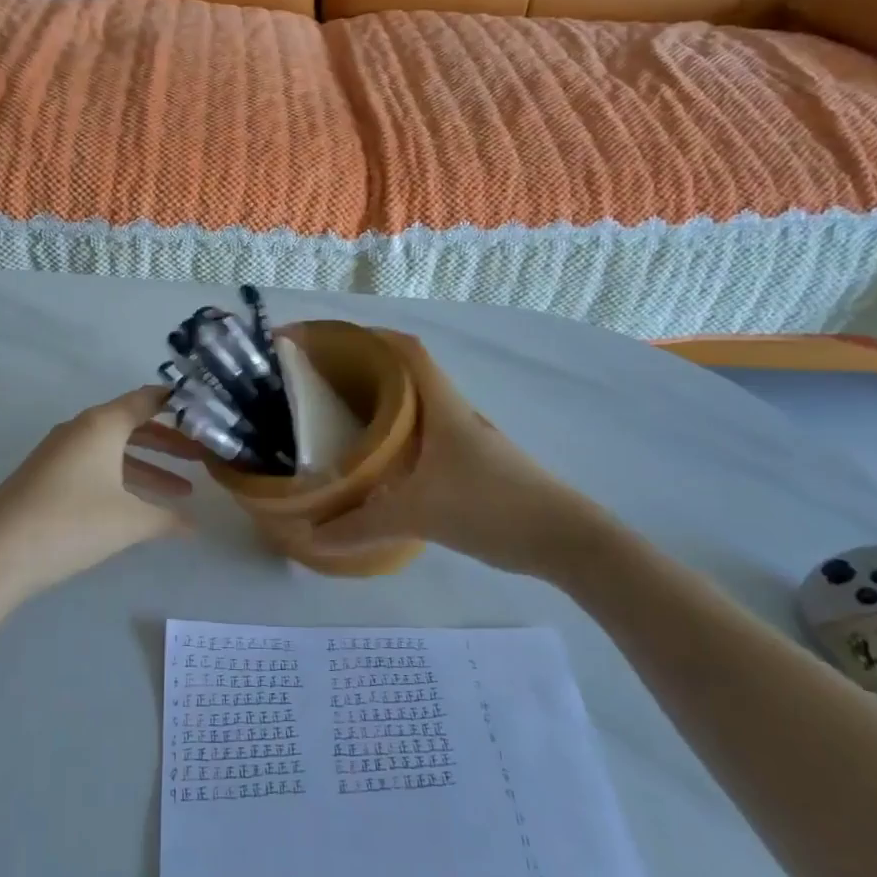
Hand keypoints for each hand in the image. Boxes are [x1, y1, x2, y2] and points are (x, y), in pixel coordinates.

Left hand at [0, 386, 201, 602]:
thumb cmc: (72, 523)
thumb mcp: (129, 521)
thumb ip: (166, 518)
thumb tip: (194, 526)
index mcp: (102, 424)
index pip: (148, 400)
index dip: (178, 404)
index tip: (206, 411)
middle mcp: (81, 429)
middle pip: (134, 425)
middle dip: (170, 443)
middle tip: (202, 458)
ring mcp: (60, 452)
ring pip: (115, 450)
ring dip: (149, 467)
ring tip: (183, 491)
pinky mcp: (46, 476)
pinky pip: (95, 466)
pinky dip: (122, 479)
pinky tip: (139, 506)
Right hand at [307, 333, 623, 581]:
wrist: (565, 539)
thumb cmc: (492, 506)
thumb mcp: (419, 514)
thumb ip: (362, 525)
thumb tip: (312, 536)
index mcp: (443, 406)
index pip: (407, 351)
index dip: (371, 337)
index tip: (333, 342)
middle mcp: (454, 413)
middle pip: (407, 377)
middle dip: (366, 373)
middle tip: (324, 386)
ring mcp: (467, 440)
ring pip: (417, 410)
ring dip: (383, 409)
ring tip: (343, 422)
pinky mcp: (473, 466)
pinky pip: (425, 439)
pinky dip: (399, 440)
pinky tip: (381, 466)